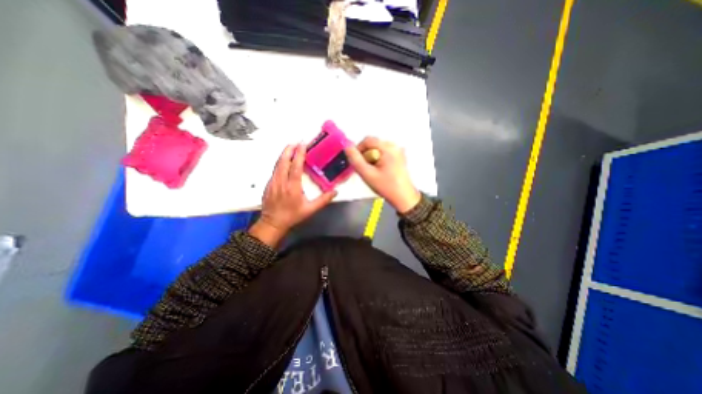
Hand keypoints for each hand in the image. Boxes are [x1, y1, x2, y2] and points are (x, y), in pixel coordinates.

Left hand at [251, 143, 337, 245]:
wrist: (272, 223)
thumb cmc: (292, 216)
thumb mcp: (310, 210)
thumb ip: (323, 200)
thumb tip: (335, 191)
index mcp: (292, 187)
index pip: (296, 166)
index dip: (299, 154)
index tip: (303, 144)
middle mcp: (281, 181)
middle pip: (284, 161)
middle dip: (290, 149)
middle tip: (296, 141)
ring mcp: (273, 182)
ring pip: (278, 164)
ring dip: (284, 154)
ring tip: (291, 147)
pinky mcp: (269, 184)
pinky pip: (275, 169)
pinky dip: (280, 161)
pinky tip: (284, 160)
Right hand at [345, 136, 417, 213]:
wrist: (404, 198)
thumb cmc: (386, 186)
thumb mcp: (367, 174)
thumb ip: (355, 159)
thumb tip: (347, 146)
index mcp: (388, 148)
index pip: (367, 140)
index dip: (358, 149)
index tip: (356, 162)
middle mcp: (395, 146)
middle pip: (373, 144)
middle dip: (365, 155)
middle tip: (365, 169)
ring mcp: (398, 151)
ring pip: (378, 149)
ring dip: (371, 158)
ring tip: (372, 172)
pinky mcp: (399, 157)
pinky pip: (384, 153)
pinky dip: (378, 160)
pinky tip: (380, 171)